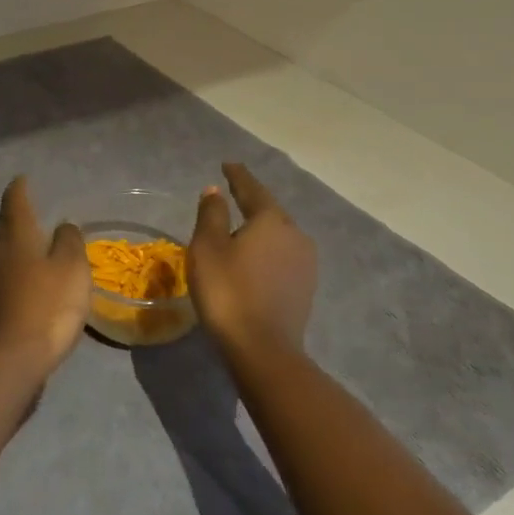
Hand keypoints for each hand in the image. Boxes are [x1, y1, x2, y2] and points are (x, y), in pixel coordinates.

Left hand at [0, 177, 91, 381]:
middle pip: (1, 228)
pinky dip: (9, 277)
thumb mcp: (72, 270)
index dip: (19, 189)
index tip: (22, 179)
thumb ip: (69, 243)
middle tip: (27, 213)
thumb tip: (63, 227)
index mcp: (15, 237)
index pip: (15, 202)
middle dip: (13, 218)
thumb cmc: (45, 307)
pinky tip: (21, 288)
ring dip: (10, 249)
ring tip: (27, 250)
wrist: (5, 362)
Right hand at [188, 161, 316, 359]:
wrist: (262, 349)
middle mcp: (295, 234)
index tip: (227, 165)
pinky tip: (254, 261)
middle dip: (250, 204)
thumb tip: (216, 191)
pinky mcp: (305, 287)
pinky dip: (266, 252)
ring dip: (259, 231)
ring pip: (278, 236)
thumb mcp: (207, 248)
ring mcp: (305, 263)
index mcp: (271, 219)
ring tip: (240, 231)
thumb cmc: (228, 291)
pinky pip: (282, 257)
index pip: (252, 189)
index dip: (237, 176)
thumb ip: (212, 215)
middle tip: (231, 197)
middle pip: (269, 212)